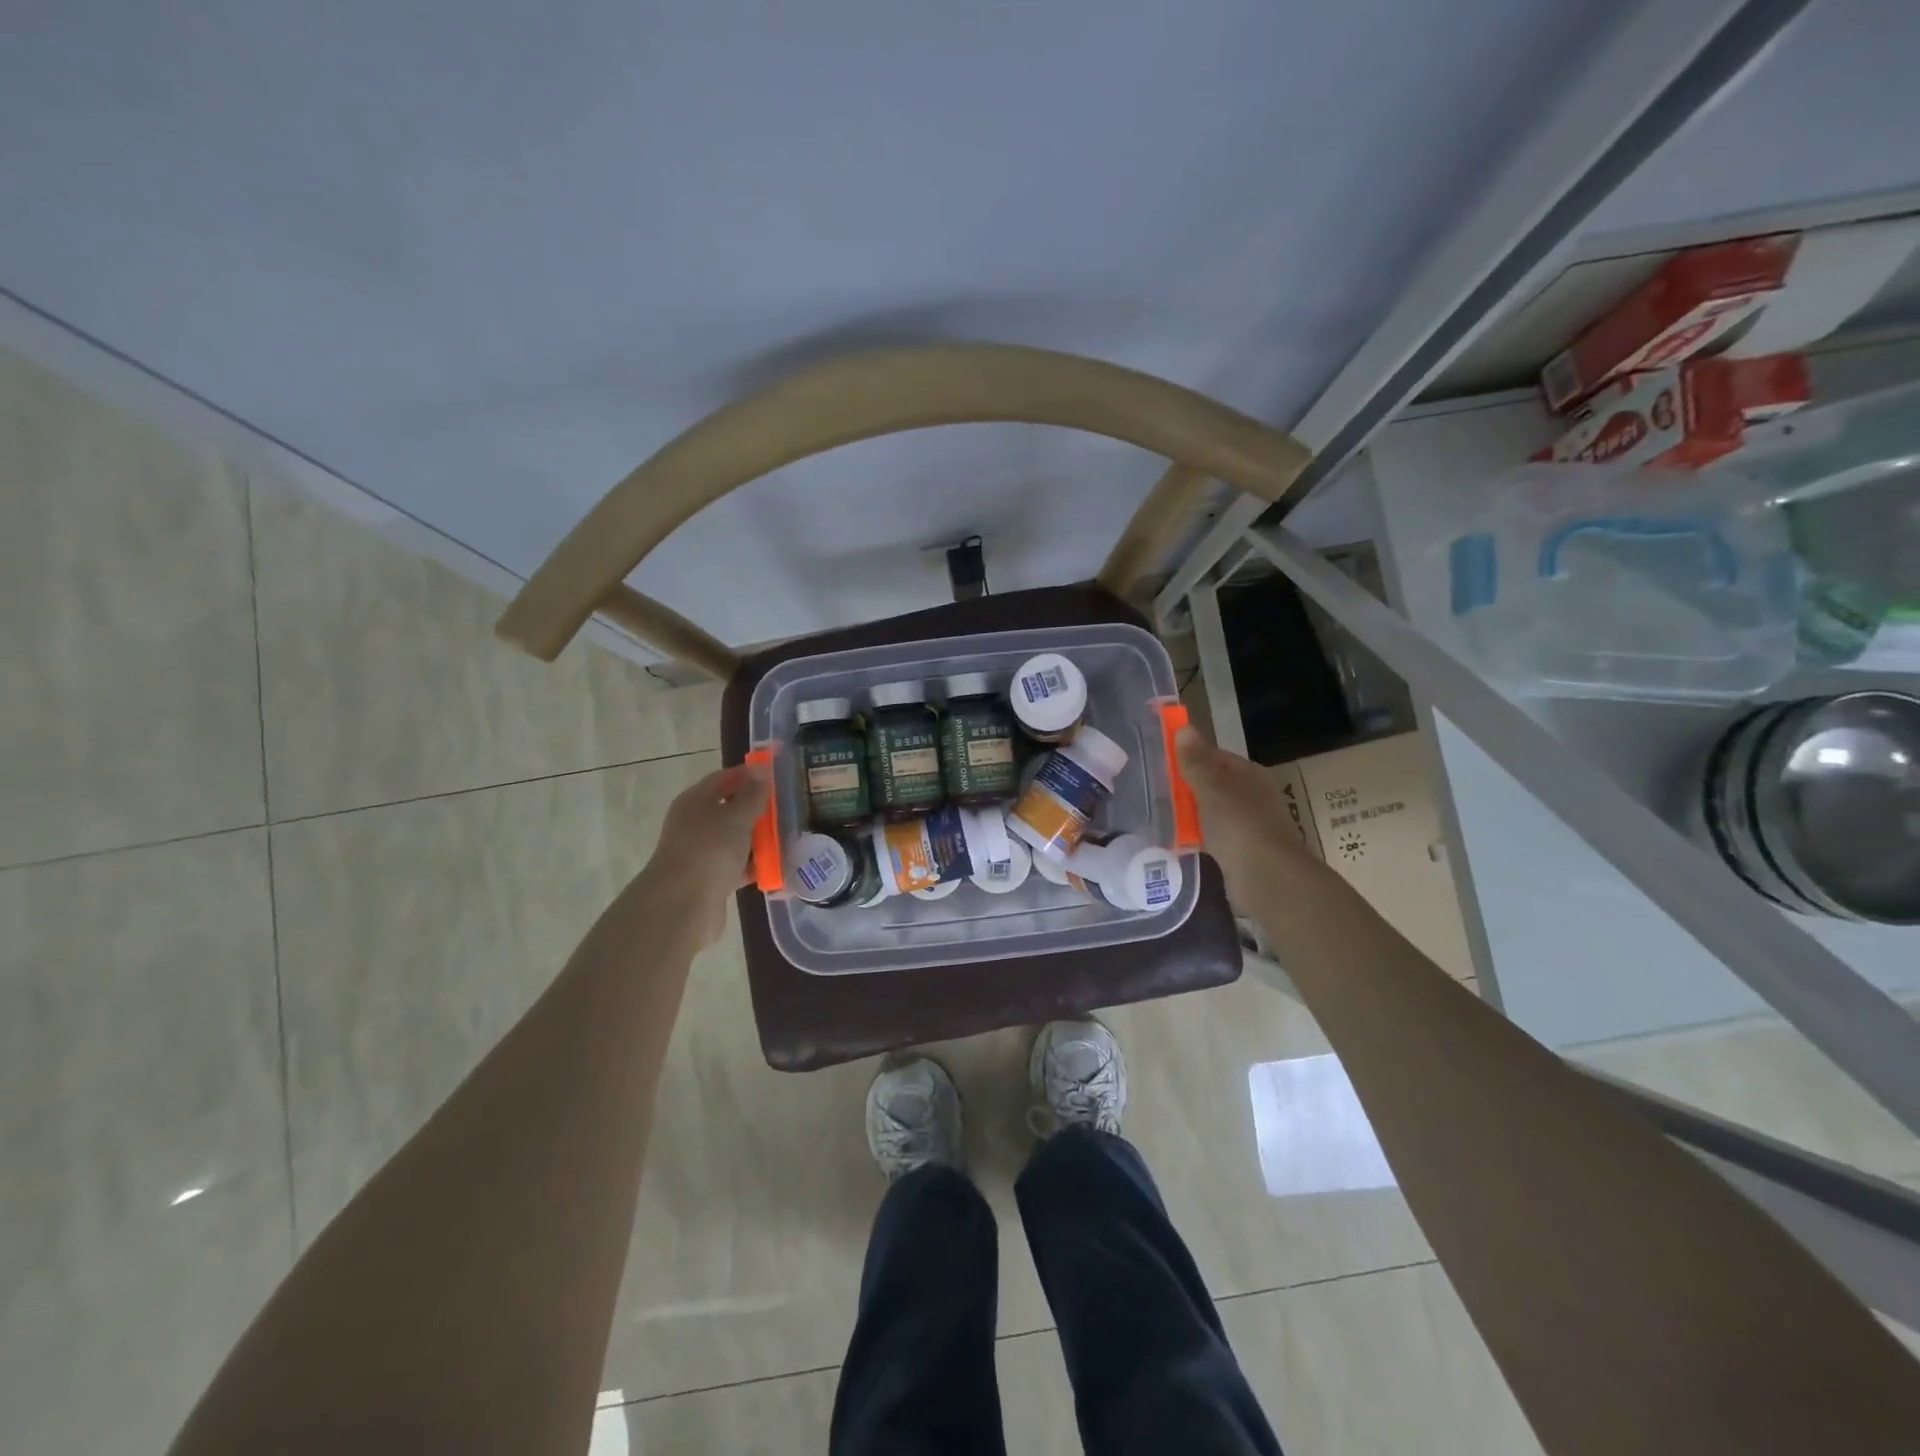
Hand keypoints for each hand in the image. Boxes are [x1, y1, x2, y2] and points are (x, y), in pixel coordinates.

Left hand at [639, 759, 770, 947]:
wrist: (683, 904)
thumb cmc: (711, 849)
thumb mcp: (738, 816)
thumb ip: (752, 794)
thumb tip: (760, 768)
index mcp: (695, 801)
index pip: (723, 778)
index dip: (749, 775)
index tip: (776, 776)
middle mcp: (694, 823)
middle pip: (729, 809)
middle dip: (757, 809)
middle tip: (787, 808)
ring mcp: (700, 852)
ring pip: (734, 839)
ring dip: (757, 839)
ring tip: (788, 837)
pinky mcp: (708, 878)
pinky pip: (736, 865)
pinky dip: (753, 865)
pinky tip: (776, 866)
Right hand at [1176, 727, 1313, 897]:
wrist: (1267, 877)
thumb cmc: (1238, 825)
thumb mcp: (1211, 788)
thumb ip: (1196, 761)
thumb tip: (1184, 728)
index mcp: (1249, 774)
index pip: (1215, 756)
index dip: (1190, 756)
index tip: (1161, 761)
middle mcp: (1252, 796)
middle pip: (1213, 784)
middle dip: (1186, 786)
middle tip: (1153, 788)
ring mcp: (1248, 824)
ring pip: (1212, 811)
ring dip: (1190, 812)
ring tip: (1159, 813)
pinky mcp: (1241, 851)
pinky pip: (1212, 836)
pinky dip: (1196, 836)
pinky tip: (1176, 840)